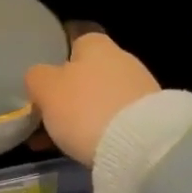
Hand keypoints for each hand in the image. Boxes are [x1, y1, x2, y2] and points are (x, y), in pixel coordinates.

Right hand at [24, 33, 161, 167]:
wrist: (140, 147)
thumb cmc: (85, 108)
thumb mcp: (44, 88)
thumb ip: (37, 77)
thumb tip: (40, 77)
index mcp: (95, 44)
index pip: (73, 44)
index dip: (56, 65)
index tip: (45, 89)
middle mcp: (122, 58)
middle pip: (89, 74)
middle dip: (72, 94)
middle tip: (52, 118)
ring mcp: (142, 88)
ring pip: (104, 99)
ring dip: (87, 115)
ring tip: (67, 141)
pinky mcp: (154, 117)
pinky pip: (120, 120)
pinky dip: (105, 131)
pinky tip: (92, 149)